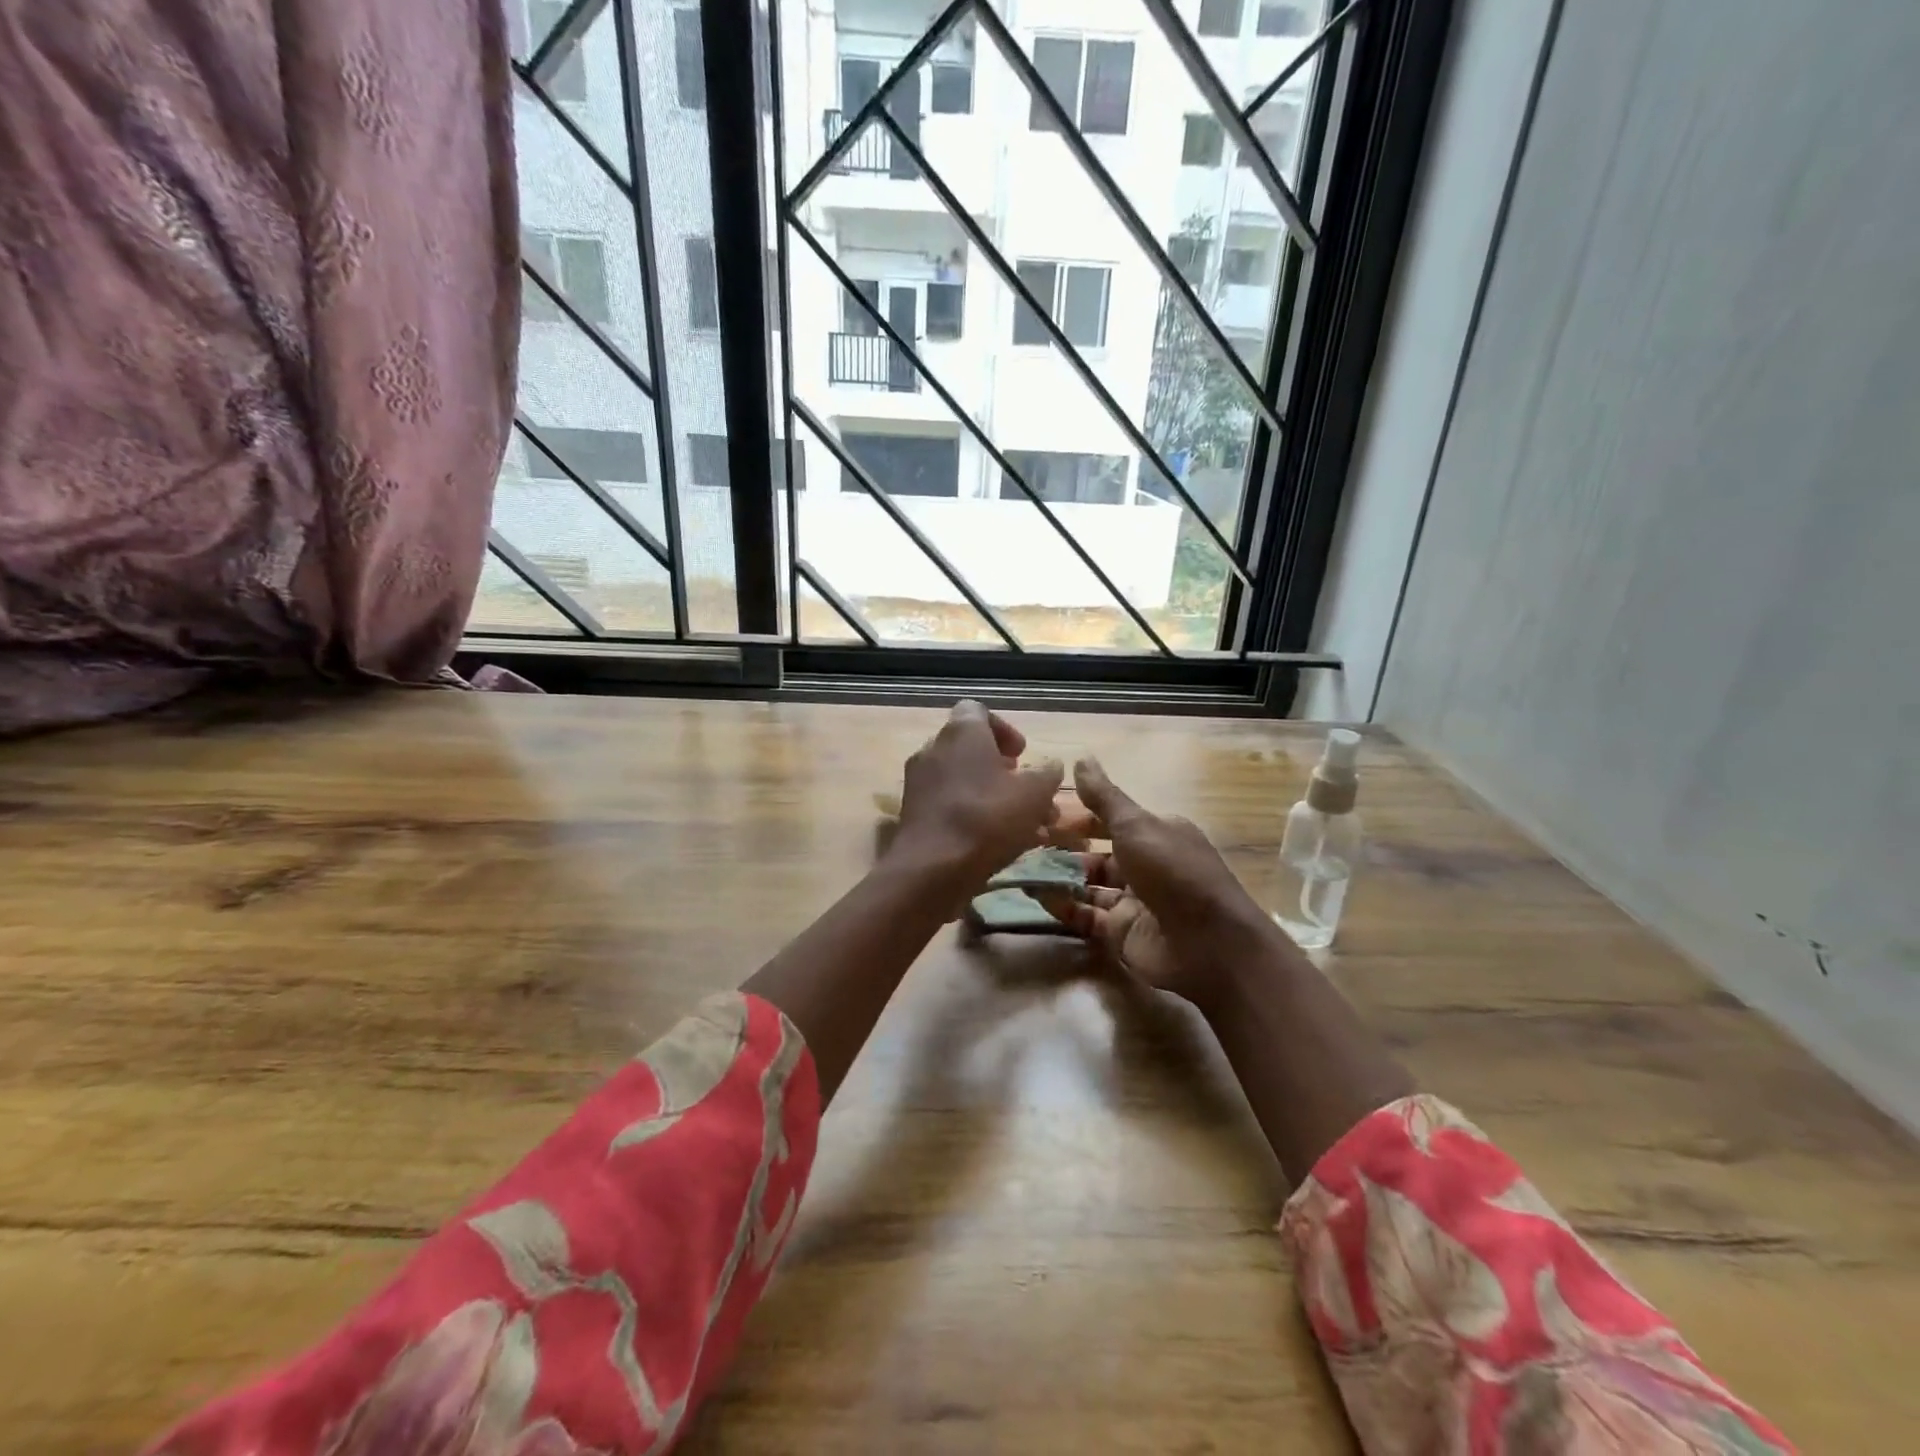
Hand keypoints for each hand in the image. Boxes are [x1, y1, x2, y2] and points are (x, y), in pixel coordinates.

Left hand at [888, 701, 1062, 888]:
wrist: (932, 869)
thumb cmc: (987, 818)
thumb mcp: (1035, 793)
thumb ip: (1046, 773)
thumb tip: (1050, 766)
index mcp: (961, 732)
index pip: (978, 711)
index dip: (1004, 730)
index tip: (1022, 755)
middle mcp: (934, 749)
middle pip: (972, 750)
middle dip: (1004, 771)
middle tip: (1027, 792)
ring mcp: (919, 782)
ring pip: (964, 782)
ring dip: (994, 798)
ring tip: (1025, 827)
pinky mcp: (914, 814)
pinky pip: (950, 805)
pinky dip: (974, 817)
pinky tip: (1001, 844)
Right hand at [1046, 758, 1269, 1009]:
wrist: (1208, 945)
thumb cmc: (1174, 873)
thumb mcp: (1137, 826)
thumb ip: (1104, 798)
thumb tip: (1081, 759)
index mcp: (1155, 834)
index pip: (1109, 820)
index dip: (1076, 816)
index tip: (1040, 812)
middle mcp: (1144, 865)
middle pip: (1095, 853)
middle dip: (1062, 848)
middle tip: (1021, 842)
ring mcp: (1132, 901)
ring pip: (1087, 884)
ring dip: (1057, 876)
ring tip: (1019, 867)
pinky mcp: (1121, 933)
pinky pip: (1085, 915)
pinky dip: (1063, 906)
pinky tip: (1036, 895)